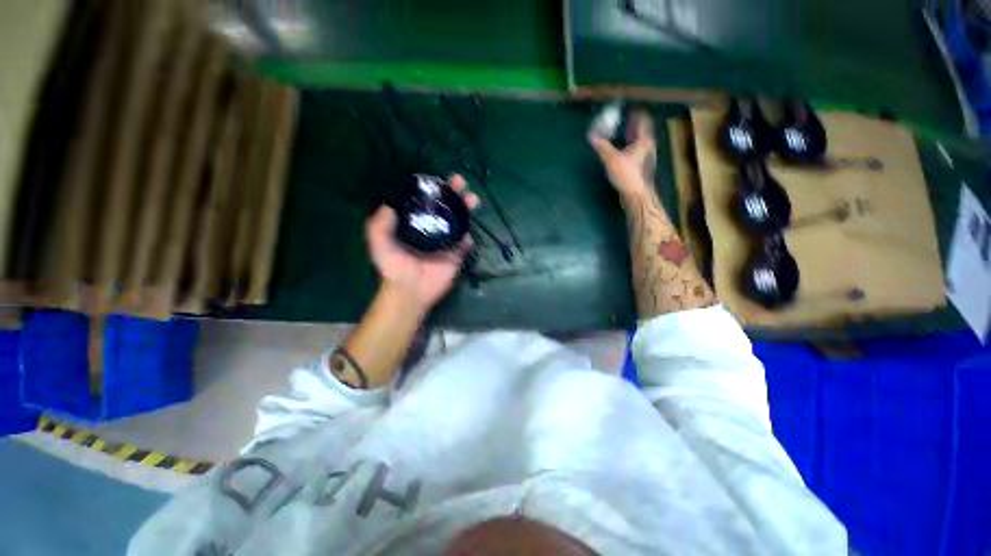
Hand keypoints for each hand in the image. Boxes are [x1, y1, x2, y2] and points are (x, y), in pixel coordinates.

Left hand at [366, 174, 479, 312]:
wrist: (410, 290)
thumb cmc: (394, 267)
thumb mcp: (379, 243)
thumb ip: (379, 225)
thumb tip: (388, 205)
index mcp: (417, 224)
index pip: (427, 203)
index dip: (434, 190)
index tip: (440, 180)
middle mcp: (433, 229)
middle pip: (447, 208)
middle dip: (455, 194)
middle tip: (460, 183)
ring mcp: (446, 242)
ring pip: (459, 222)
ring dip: (467, 210)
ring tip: (472, 200)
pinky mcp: (456, 255)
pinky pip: (465, 244)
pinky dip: (468, 239)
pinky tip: (466, 236)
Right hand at [588, 110, 656, 196]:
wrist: (636, 194)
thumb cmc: (627, 174)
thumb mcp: (612, 159)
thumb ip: (602, 147)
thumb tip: (592, 137)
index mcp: (644, 140)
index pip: (643, 121)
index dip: (637, 114)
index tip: (631, 109)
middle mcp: (648, 146)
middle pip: (642, 131)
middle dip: (634, 125)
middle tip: (626, 119)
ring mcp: (646, 157)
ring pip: (640, 142)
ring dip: (632, 136)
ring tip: (624, 133)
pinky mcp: (641, 167)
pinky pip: (637, 151)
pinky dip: (631, 147)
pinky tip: (624, 151)